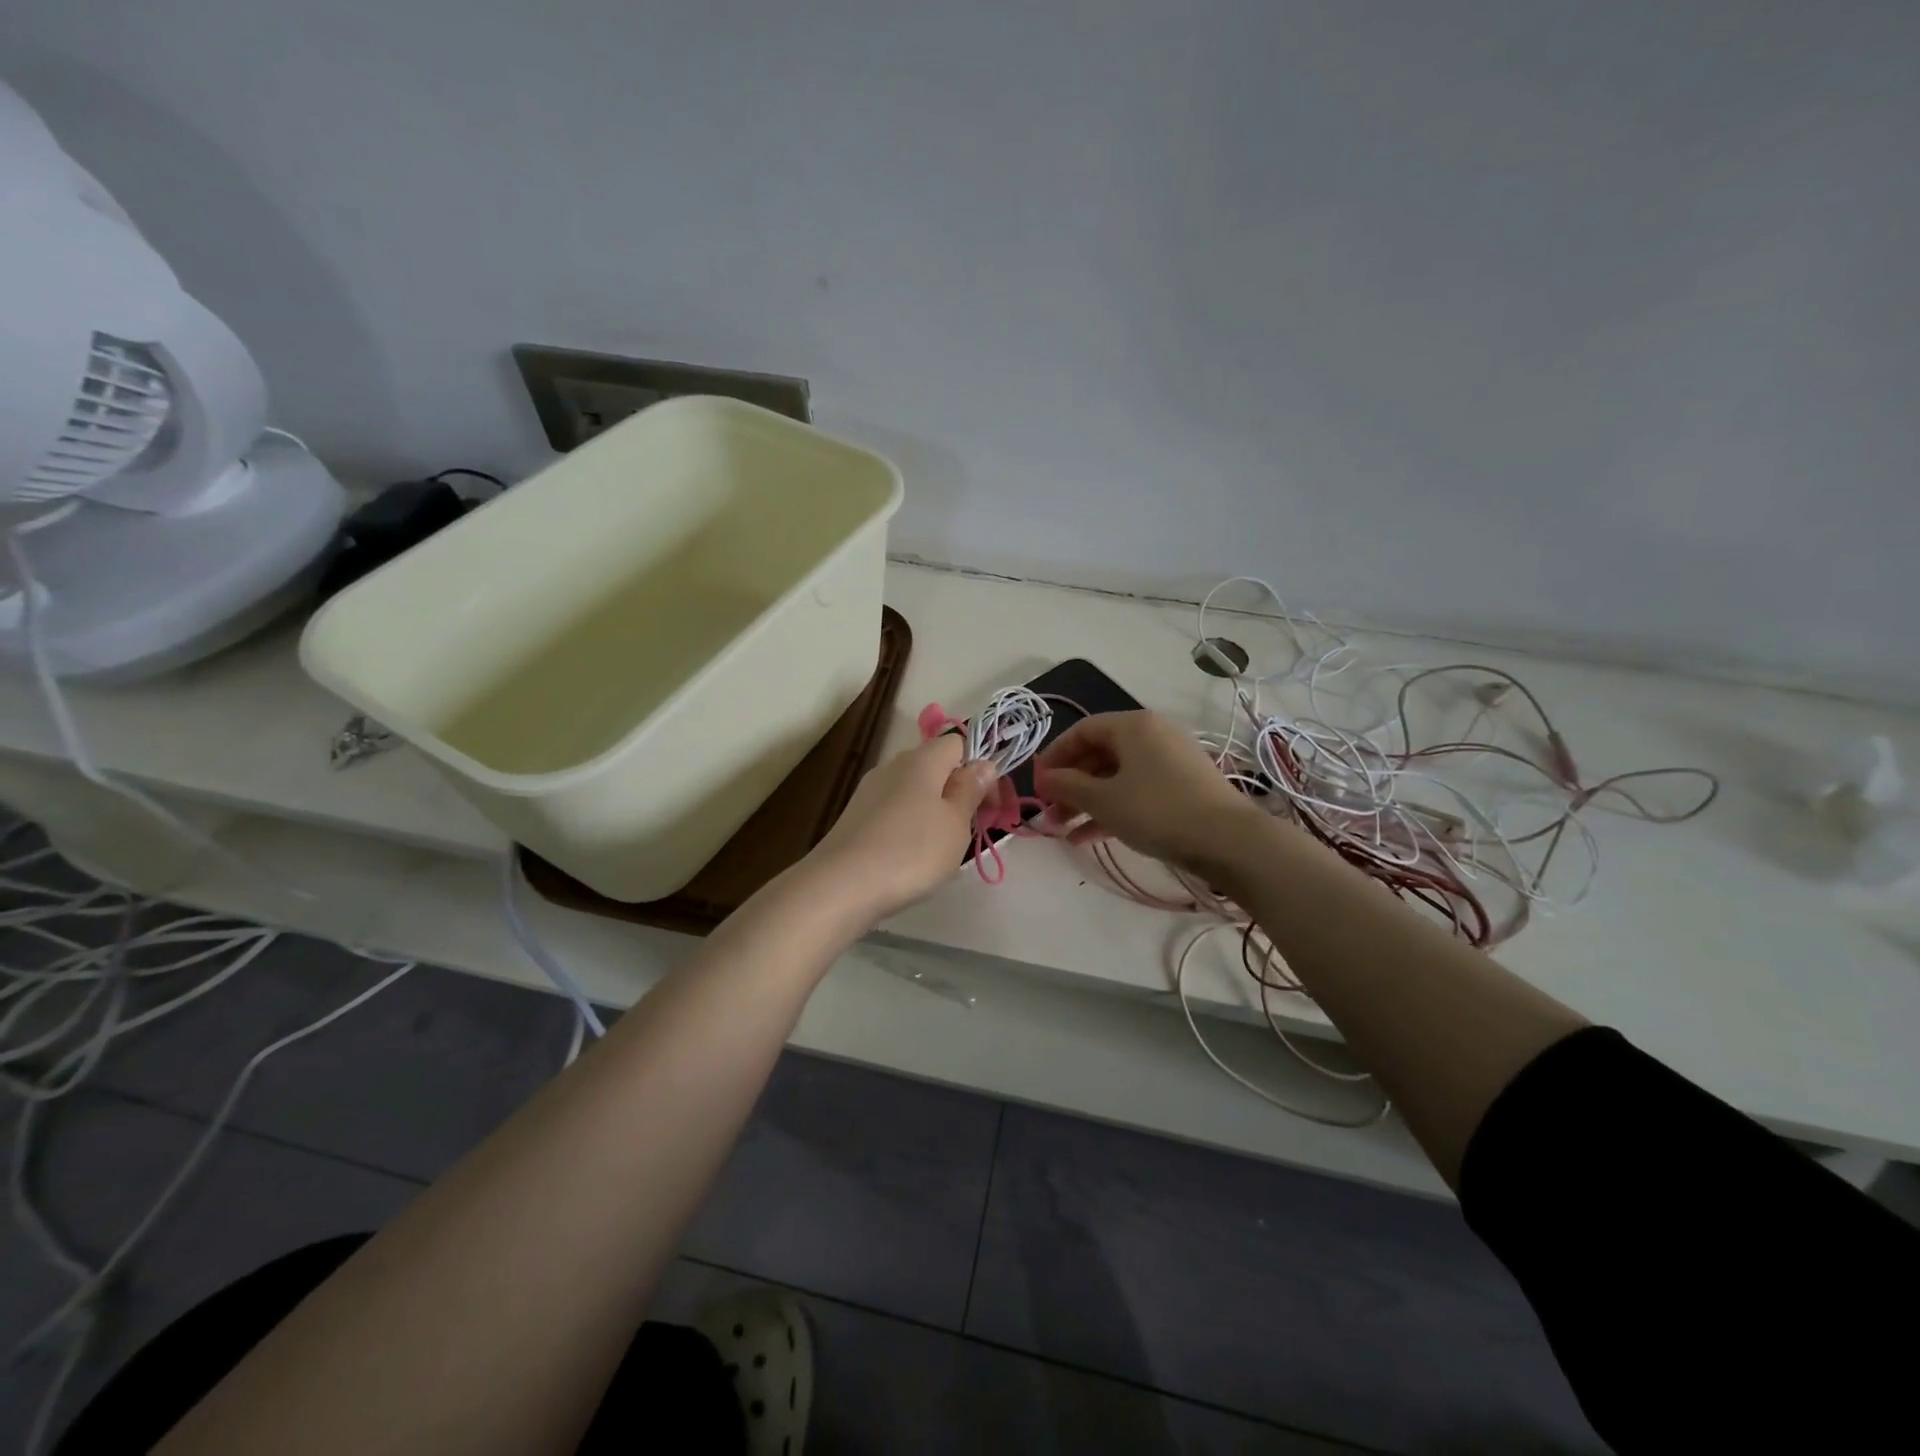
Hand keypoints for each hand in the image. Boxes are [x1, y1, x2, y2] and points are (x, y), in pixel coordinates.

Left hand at [804, 733, 1002, 924]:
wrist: (842, 885)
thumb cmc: (912, 851)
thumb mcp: (955, 823)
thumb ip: (970, 790)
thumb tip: (983, 763)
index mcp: (923, 759)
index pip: (958, 744)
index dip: (980, 771)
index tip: (989, 807)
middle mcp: (894, 765)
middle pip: (935, 767)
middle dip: (957, 793)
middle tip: (968, 831)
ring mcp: (870, 790)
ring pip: (914, 791)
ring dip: (932, 812)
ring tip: (939, 849)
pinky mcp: (855, 815)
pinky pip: (893, 811)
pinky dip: (908, 826)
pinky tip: (908, 856)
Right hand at [1033, 710, 1261, 872]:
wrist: (1228, 840)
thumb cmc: (1157, 810)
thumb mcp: (1104, 800)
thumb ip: (1068, 786)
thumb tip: (1043, 778)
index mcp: (1132, 726)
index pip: (1082, 730)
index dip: (1054, 755)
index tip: (1037, 784)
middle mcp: (1152, 735)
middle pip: (1099, 754)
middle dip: (1070, 784)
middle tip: (1049, 811)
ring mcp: (1170, 761)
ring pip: (1117, 776)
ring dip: (1087, 800)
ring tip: (1063, 829)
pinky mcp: (1182, 786)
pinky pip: (1137, 790)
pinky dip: (1112, 808)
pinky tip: (1088, 837)